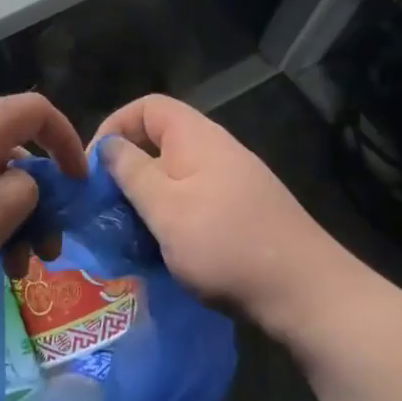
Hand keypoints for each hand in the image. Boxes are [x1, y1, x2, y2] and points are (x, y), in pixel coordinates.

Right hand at [94, 95, 363, 330]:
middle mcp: (217, 151)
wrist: (306, 294)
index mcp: (197, 137)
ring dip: (147, 199)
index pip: (148, 106)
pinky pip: (194, 202)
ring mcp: (233, 183)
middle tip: (107, 206)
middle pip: (159, 142)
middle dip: (128, 170)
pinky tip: (164, 250)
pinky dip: (172, 218)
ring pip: (175, 177)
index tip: (94, 166)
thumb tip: (108, 146)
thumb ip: (131, 172)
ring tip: (129, 233)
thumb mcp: (165, 208)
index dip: (115, 126)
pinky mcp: (242, 213)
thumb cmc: (226, 244)